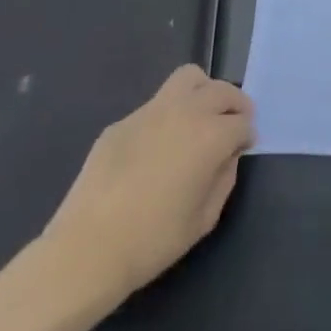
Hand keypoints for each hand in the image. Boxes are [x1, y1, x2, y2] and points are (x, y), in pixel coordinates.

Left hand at [41, 66, 254, 309]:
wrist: (85, 252)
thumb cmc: (152, 241)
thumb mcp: (205, 219)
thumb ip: (224, 179)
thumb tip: (226, 157)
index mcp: (211, 135)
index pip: (243, 122)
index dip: (246, 137)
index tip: (241, 150)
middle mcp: (186, 112)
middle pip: (222, 91)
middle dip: (234, 105)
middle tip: (230, 127)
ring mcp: (150, 112)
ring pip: (189, 78)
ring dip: (203, 92)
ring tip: (199, 117)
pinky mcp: (122, 123)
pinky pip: (155, 106)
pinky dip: (167, 116)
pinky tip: (155, 147)